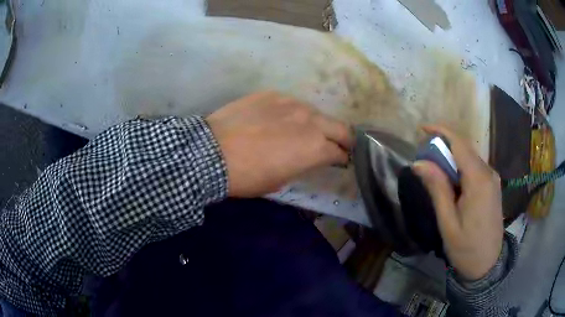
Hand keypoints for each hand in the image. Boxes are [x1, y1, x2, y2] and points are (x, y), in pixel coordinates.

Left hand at [206, 92, 351, 197]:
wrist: (211, 152)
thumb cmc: (247, 176)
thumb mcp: (280, 181)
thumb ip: (301, 165)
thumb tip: (306, 158)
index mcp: (315, 148)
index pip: (339, 152)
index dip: (342, 159)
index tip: (340, 162)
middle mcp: (310, 121)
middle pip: (340, 128)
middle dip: (344, 139)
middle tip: (339, 145)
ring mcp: (292, 103)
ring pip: (316, 112)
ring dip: (317, 124)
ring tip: (304, 131)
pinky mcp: (273, 94)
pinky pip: (291, 104)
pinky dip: (293, 114)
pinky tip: (279, 120)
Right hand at [412, 126, 503, 280]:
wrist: (488, 264)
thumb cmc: (466, 247)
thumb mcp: (448, 222)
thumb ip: (437, 189)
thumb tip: (419, 163)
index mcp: (478, 180)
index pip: (459, 144)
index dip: (441, 131)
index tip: (422, 129)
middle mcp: (489, 173)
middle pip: (465, 148)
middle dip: (444, 145)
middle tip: (424, 156)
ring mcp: (493, 179)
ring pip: (470, 157)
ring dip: (452, 156)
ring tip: (435, 169)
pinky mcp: (493, 186)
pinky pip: (476, 167)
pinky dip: (461, 166)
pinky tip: (452, 180)